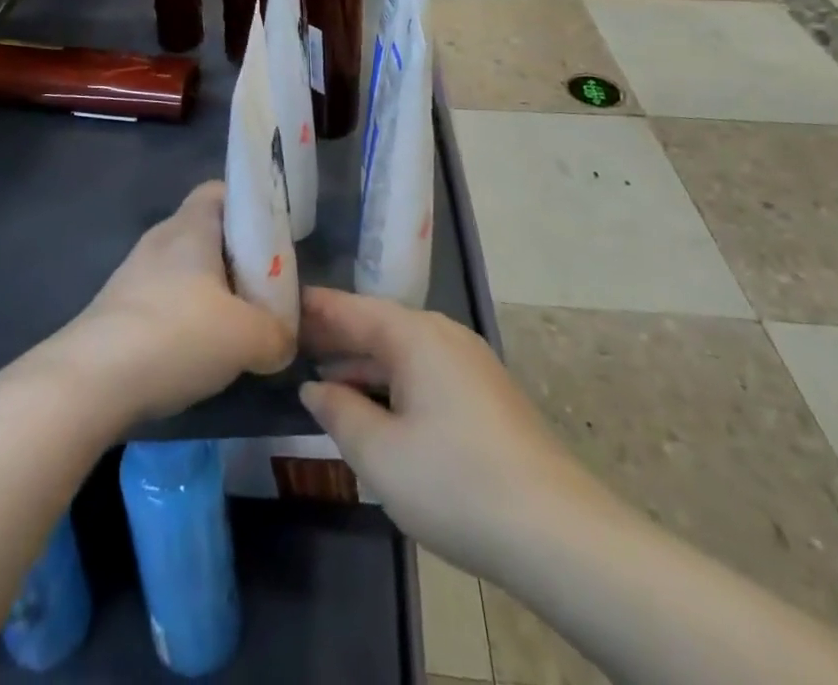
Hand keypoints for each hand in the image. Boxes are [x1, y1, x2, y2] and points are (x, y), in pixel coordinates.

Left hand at [50, 182, 296, 427]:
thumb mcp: (249, 337)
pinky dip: (185, 320)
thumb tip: (282, 340)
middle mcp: (160, 239)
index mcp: (191, 226)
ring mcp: (134, 274)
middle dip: (238, 259)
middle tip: (266, 291)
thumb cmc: (177, 335)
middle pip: (207, 234)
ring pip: (186, 272)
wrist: (91, 380)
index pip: (220, 191)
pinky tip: (198, 355)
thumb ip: (277, 333)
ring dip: (212, 294)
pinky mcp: (118, 310)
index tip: (274, 240)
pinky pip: (164, 301)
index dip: (250, 207)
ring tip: (237, 330)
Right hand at [298, 286, 607, 579]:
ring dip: (363, 363)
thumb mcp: (380, 454)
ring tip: (322, 376)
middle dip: (335, 336)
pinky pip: (425, 372)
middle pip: (378, 325)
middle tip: (290, 343)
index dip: (314, 308)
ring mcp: (470, 363)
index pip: (351, 308)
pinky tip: (374, 406)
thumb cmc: (456, 483)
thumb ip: (338, 412)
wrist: (559, 534)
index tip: (278, 304)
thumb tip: (314, 388)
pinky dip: (392, 380)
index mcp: (415, 334)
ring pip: (402, 351)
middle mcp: (443, 335)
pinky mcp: (485, 394)